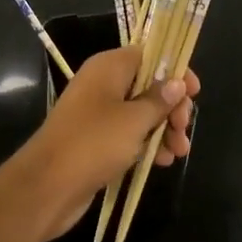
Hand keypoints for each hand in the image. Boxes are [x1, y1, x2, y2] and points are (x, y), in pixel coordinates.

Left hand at [5, 48, 198, 241]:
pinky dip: (147, 143)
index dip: (174, 70)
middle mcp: (103, 84)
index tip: (194, 92)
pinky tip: (162, 162)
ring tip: (179, 152)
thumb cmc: (93, 143)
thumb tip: (177, 82)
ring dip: (163, 129)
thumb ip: (159, 100)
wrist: (47, 186)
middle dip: (171, 106)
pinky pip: (129, 134)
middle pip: (148, 85)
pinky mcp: (97, 140)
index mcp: (109, 67)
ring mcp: (99, 113)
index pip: (149, 55)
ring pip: (141, 112)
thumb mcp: (134, 120)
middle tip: (184, 129)